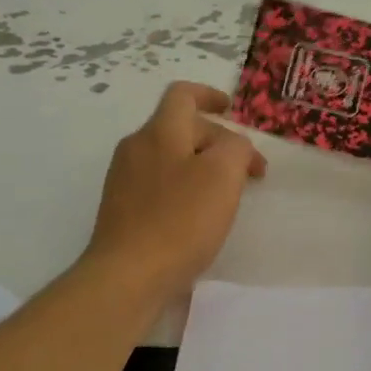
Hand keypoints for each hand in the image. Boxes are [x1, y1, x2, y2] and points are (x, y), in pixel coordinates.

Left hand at [83, 83, 265, 301]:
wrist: (127, 276)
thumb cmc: (180, 221)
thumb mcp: (223, 175)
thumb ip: (236, 148)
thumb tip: (233, 146)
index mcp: (159, 132)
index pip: (182, 95)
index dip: (209, 95)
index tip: (231, 109)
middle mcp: (136, 148)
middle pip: (180, 128)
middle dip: (218, 141)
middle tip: (249, 171)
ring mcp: (124, 180)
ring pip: (170, 157)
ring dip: (202, 166)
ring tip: (227, 194)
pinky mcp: (122, 209)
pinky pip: (159, 184)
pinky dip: (184, 188)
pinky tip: (198, 217)